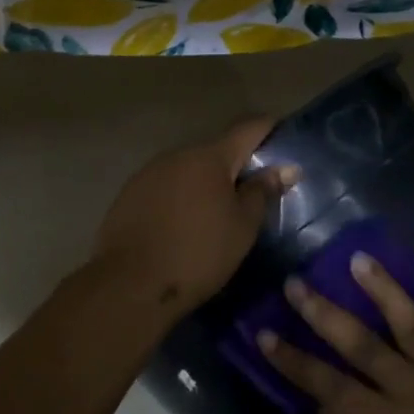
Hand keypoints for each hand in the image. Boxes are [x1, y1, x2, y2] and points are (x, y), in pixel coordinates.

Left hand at [88, 119, 296, 321]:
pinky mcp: (128, 195)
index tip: (282, 135)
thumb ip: (262, 192)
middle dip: (234, 166)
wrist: (130, 283)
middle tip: (252, 192)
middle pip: (214, 152)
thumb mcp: (242, 227)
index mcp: (209, 157)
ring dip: (204, 184)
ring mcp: (147, 173)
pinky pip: (164, 188)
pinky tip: (182, 224)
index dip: (268, 129)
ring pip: (187, 171)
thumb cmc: (198, 253)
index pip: (247, 129)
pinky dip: (180, 198)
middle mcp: (176, 155)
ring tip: (216, 213)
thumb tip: (285, 168)